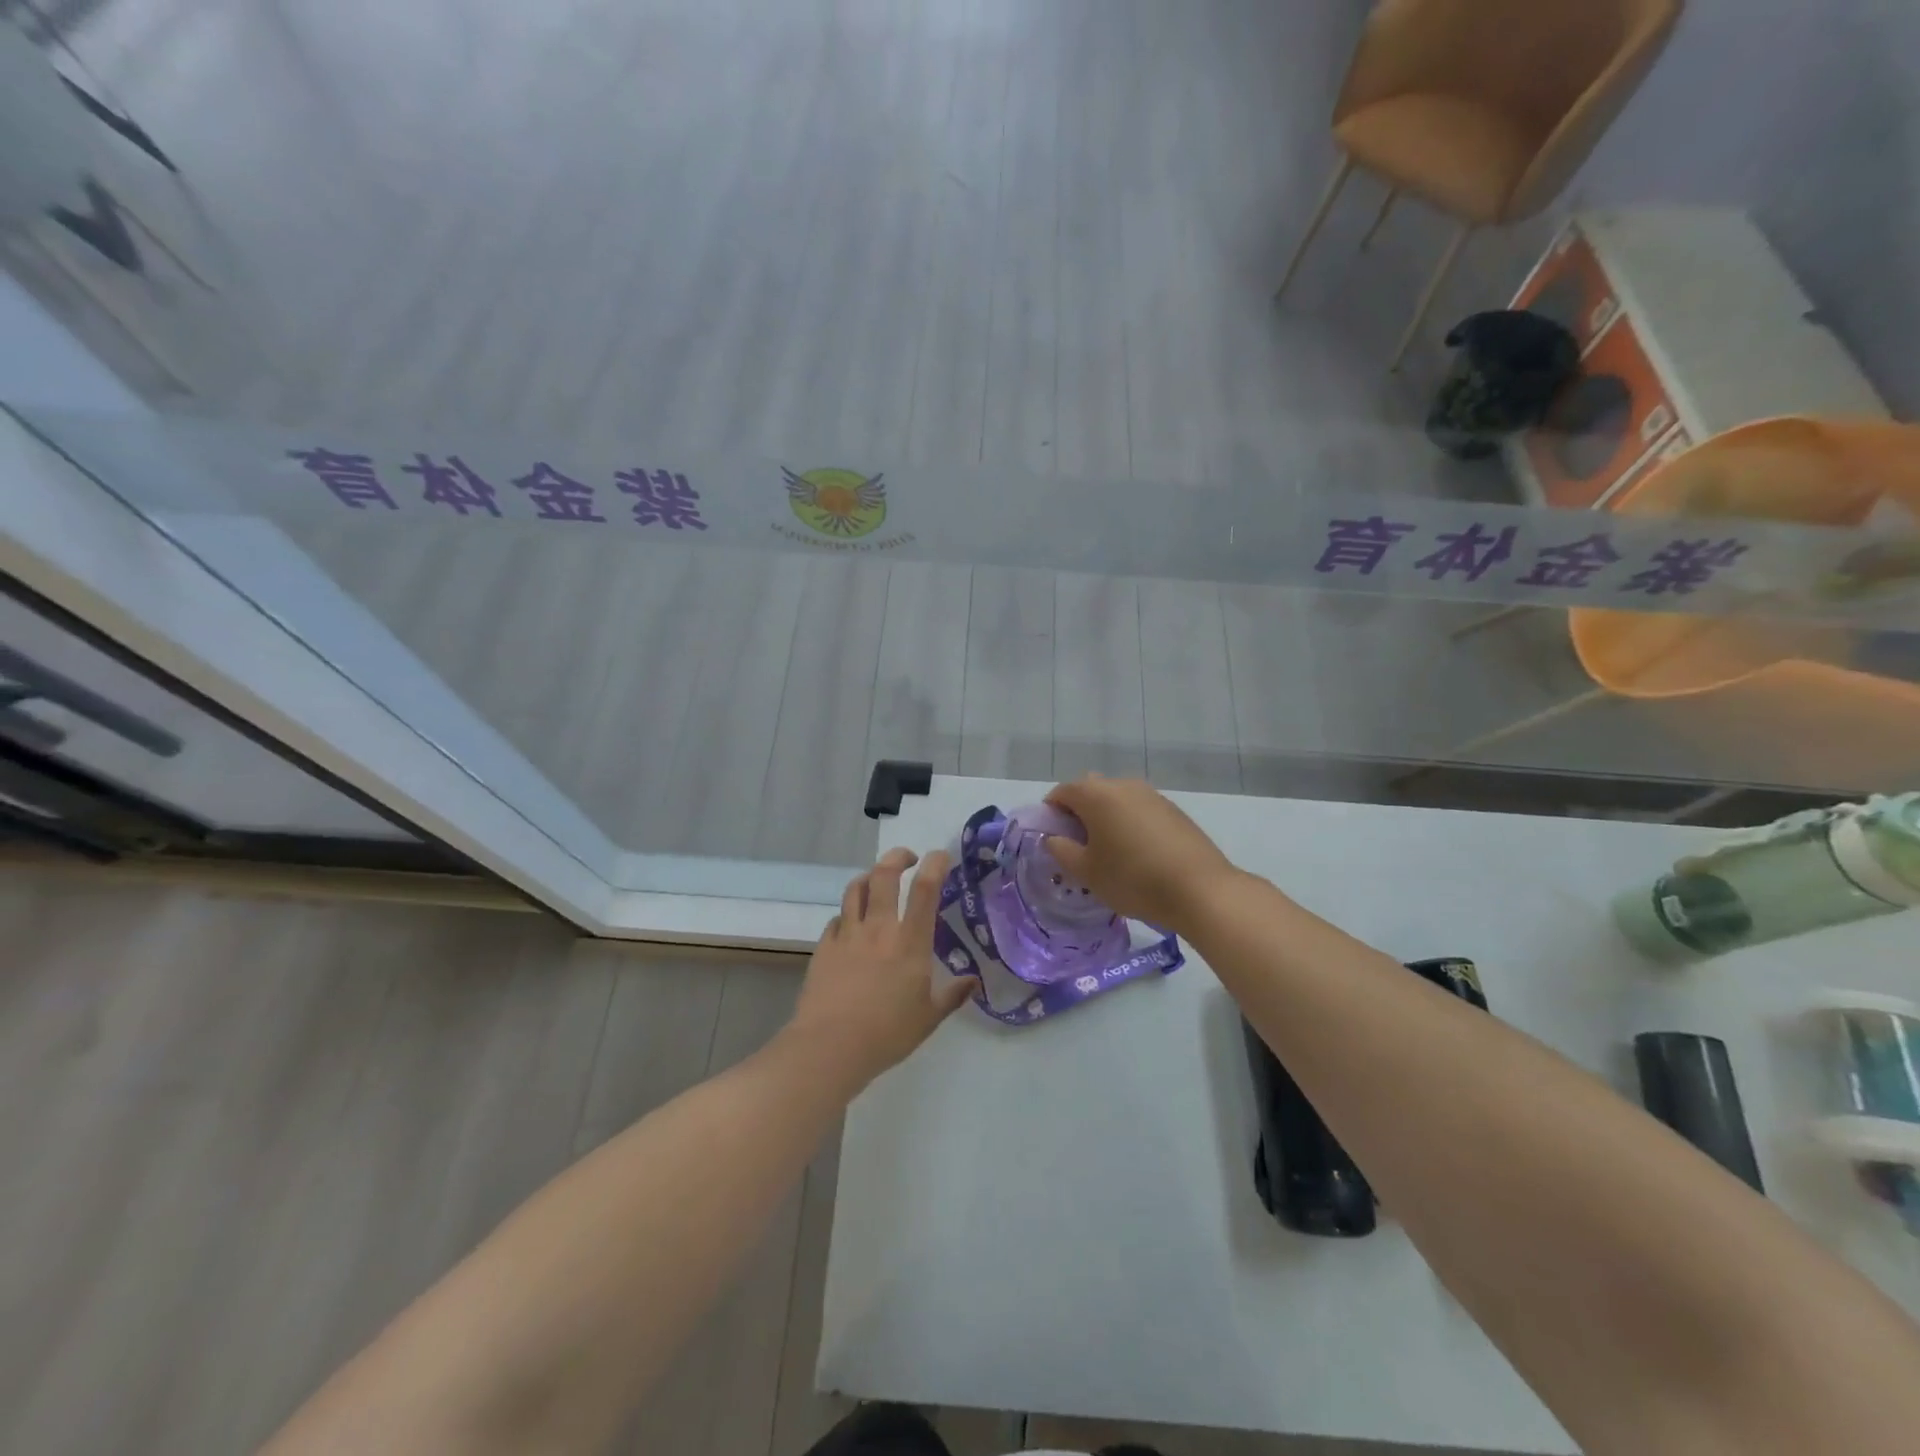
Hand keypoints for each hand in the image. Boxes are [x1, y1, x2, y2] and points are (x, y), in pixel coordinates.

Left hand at [787, 847, 974, 1086]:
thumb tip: (973, 981)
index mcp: (910, 942)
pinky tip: (852, 924)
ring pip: (856, 888)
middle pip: (884, 874)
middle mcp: (879, 928)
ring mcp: (848, 935)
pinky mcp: (825, 947)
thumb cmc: (887, 1033)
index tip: (941, 856)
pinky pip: (837, 918)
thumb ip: (952, 995)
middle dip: (898, 856)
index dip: (935, 864)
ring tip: (878, 881)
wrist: (830, 1047)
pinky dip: (848, 913)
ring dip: (869, 877)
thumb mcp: (929, 1018)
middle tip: (908, 858)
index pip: (925, 889)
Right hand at [1044, 776, 1239, 934]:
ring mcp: (1151, 794)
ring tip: (1110, 851)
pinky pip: (1139, 809)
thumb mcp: (1087, 872)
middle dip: (1079, 812)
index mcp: (1096, 795)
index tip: (1054, 839)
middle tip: (1080, 846)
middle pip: (1090, 791)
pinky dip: (1130, 823)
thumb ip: (1062, 851)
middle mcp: (1122, 785)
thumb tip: (1053, 838)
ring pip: (1116, 799)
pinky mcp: (1173, 809)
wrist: (1200, 889)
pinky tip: (1138, 853)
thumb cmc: (1132, 879)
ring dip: (1106, 817)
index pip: (1061, 792)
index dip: (1051, 813)